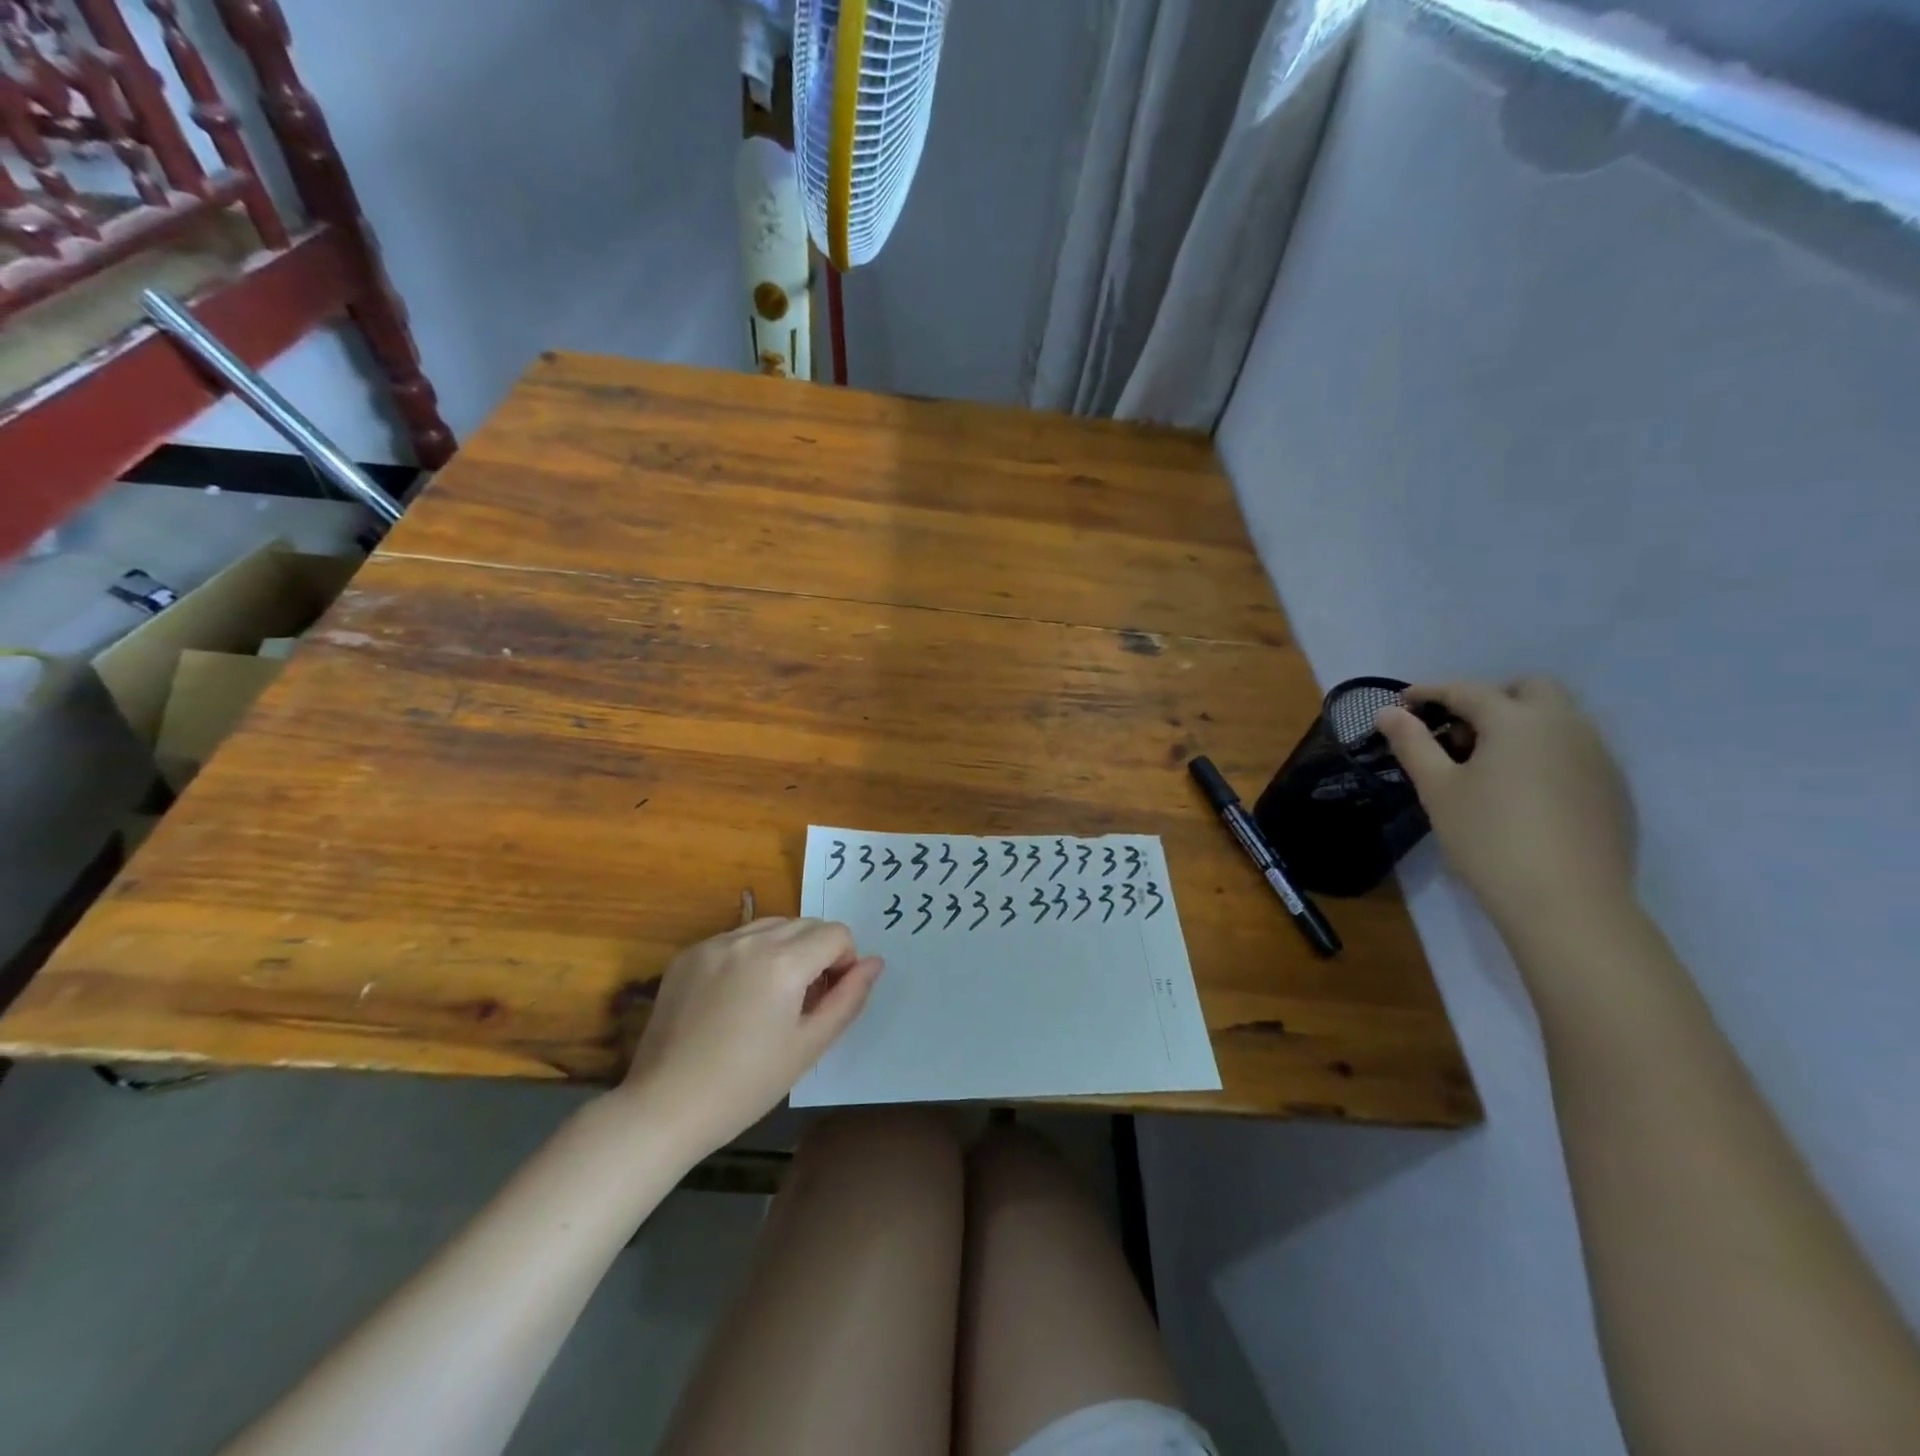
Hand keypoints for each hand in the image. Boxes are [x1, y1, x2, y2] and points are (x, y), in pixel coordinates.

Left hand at [618, 918, 882, 1155]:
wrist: (665, 1107)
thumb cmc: (746, 1085)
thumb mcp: (809, 1046)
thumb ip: (848, 998)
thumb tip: (874, 962)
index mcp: (783, 962)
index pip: (836, 933)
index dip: (844, 962)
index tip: (828, 997)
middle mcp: (749, 940)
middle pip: (806, 924)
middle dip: (817, 953)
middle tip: (804, 1001)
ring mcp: (714, 943)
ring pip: (771, 925)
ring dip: (785, 948)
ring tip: (771, 996)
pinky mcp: (688, 954)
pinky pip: (736, 937)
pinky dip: (750, 955)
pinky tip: (736, 997)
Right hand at [1377, 677, 1635, 939]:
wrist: (1568, 903)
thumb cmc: (1488, 838)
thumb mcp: (1437, 789)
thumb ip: (1411, 743)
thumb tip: (1387, 712)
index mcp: (1517, 720)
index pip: (1467, 690)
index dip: (1430, 692)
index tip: (1404, 703)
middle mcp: (1566, 725)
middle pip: (1529, 689)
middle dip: (1489, 698)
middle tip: (1456, 732)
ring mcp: (1598, 755)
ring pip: (1558, 718)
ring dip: (1520, 724)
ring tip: (1487, 763)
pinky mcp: (1614, 787)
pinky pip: (1575, 750)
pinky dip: (1544, 752)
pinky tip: (1522, 791)